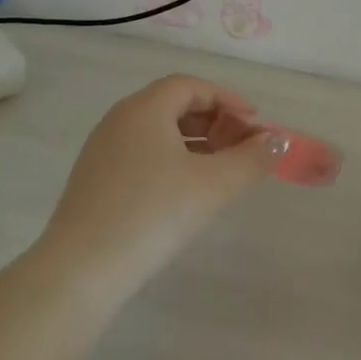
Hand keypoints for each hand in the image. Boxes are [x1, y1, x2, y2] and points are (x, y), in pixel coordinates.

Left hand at [41, 75, 287, 305]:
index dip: (228, 100)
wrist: (80, 273)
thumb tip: (280, 141)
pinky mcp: (93, 181)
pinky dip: (171, 160)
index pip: (192, 86)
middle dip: (214, 121)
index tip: (255, 123)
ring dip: (194, 142)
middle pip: (174, 105)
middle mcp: (119, 120)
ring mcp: (101, 151)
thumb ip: (253, 158)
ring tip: (220, 170)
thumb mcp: (214, 184)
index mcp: (145, 108)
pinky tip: (185, 192)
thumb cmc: (153, 214)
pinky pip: (141, 154)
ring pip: (157, 132)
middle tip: (241, 146)